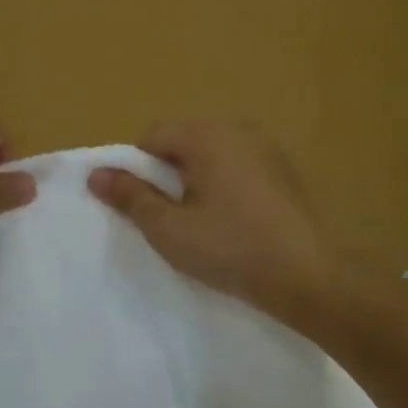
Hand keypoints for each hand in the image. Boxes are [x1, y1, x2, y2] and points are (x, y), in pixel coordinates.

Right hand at [88, 122, 335, 322]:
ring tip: (203, 222)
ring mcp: (268, 148)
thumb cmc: (231, 249)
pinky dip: (226, 185)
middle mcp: (239, 129)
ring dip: (197, 179)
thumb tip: (96, 174)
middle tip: (171, 216)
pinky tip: (235, 222)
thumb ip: (130, 196)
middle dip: (168, 173)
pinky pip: (240, 166)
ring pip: (213, 154)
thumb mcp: (169, 228)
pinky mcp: (287, 171)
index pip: (153, 135)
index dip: (138, 168)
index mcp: (207, 135)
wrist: (311, 278)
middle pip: (184, 141)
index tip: (145, 205)